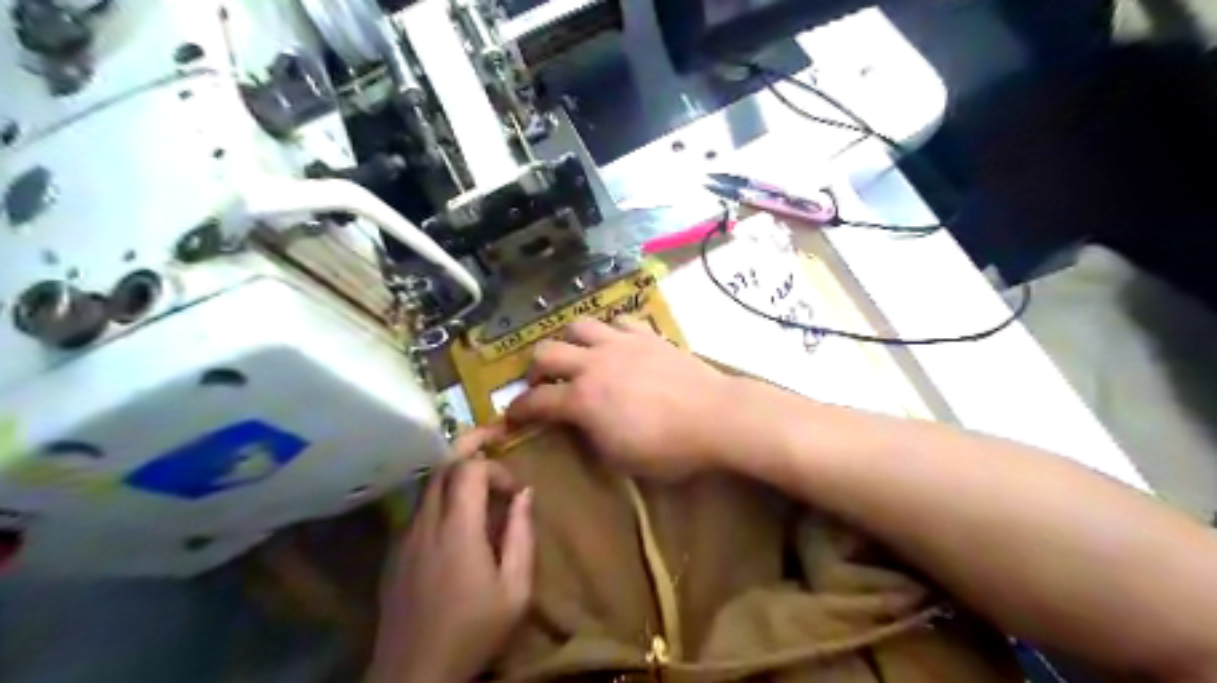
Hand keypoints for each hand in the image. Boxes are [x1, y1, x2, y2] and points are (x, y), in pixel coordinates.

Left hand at [371, 432, 534, 682]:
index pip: (469, 469)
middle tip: (494, 442)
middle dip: (469, 447)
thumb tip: (525, 493)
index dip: (495, 467)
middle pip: (442, 466)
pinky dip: (440, 495)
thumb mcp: (515, 590)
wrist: (413, 673)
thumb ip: (522, 536)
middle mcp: (426, 523)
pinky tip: (457, 515)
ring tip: (480, 479)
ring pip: (427, 484)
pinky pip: (418, 507)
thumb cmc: (473, 631)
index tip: (514, 490)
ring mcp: (405, 536)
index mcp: (457, 530)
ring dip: (454, 472)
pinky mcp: (395, 551)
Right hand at [508, 318, 735, 479]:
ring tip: (578, 356)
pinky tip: (616, 345)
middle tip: (543, 383)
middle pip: (546, 351)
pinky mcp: (646, 335)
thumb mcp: (620, 458)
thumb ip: (591, 437)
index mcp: (583, 400)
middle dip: (535, 369)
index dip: (517, 411)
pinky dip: (609, 332)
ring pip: (579, 325)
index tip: (512, 417)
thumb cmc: (668, 449)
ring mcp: (620, 344)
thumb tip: (580, 425)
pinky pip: (618, 322)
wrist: (715, 416)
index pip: (535, 401)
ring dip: (570, 341)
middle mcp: (594, 364)